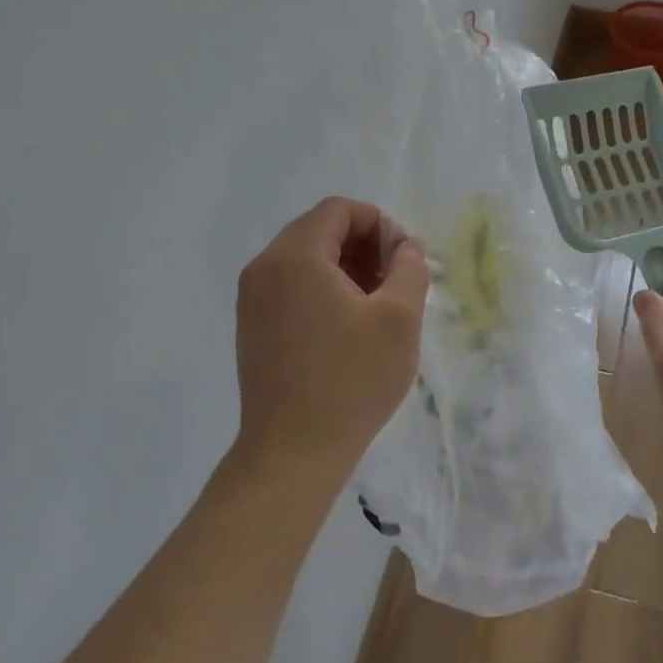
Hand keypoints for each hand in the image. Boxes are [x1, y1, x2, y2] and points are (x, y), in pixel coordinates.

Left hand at [233, 197, 428, 488]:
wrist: (293, 453)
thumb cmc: (351, 380)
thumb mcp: (399, 318)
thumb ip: (409, 267)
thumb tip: (405, 248)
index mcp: (295, 257)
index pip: (339, 210)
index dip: (379, 223)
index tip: (404, 258)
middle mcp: (264, 268)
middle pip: (319, 230)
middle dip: (364, 246)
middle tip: (396, 280)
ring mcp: (252, 300)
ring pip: (305, 260)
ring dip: (346, 268)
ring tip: (378, 305)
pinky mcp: (252, 328)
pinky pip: (291, 287)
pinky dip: (323, 290)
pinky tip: (349, 326)